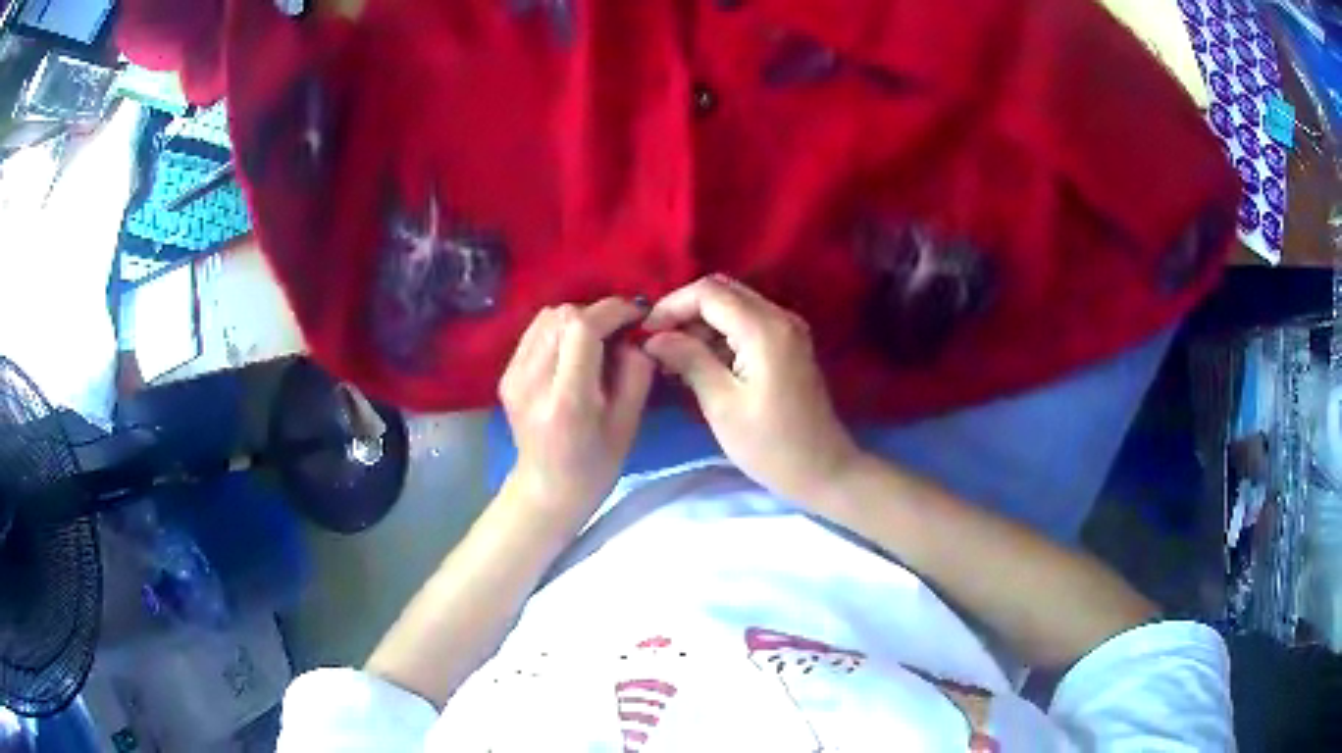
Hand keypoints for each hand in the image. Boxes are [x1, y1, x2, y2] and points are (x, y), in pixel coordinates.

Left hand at [500, 298, 654, 513]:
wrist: (547, 488)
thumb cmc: (596, 464)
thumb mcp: (629, 422)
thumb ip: (636, 371)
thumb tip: (633, 334)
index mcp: (566, 400)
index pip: (582, 328)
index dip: (612, 311)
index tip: (637, 315)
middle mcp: (532, 381)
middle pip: (562, 316)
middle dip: (597, 314)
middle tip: (620, 331)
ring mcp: (513, 376)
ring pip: (547, 317)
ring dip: (578, 318)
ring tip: (597, 339)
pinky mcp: (506, 374)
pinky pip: (536, 331)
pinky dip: (560, 329)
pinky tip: (574, 350)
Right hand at [642, 275, 861, 502]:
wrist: (823, 470)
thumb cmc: (770, 445)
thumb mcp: (722, 405)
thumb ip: (689, 360)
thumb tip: (654, 337)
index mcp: (764, 329)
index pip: (709, 292)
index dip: (672, 305)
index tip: (645, 334)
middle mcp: (780, 317)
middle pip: (722, 292)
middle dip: (685, 311)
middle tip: (657, 344)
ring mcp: (788, 329)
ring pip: (734, 305)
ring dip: (701, 324)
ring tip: (673, 359)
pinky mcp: (789, 345)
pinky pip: (747, 323)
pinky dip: (720, 334)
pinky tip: (700, 363)